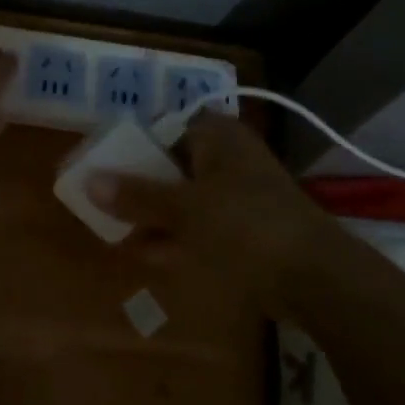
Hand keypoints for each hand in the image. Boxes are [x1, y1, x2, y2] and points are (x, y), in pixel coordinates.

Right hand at [87, 113, 333, 316]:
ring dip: (154, 215)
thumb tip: (88, 180)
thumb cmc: (245, 226)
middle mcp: (228, 157)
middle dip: (139, 186)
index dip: (131, 145)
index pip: (163, 127)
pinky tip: (147, 254)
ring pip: (186, 198)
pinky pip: (202, 225)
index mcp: (216, 136)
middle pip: (171, 164)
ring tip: (116, 232)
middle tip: (104, 203)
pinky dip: (177, 236)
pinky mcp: (248, 229)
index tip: (103, 166)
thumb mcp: (184, 209)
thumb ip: (136, 195)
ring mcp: (241, 194)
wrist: (317, 278)